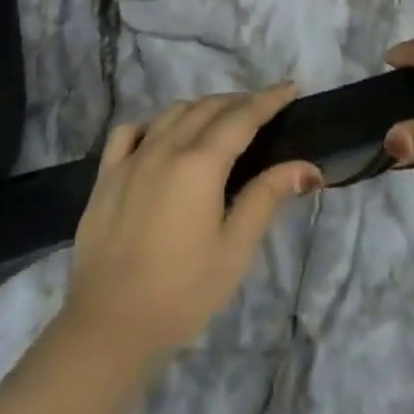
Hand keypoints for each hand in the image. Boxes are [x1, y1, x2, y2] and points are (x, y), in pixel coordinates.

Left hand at [64, 86, 321, 361]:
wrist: (108, 326)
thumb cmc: (181, 293)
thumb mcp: (234, 250)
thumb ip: (266, 198)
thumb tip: (306, 167)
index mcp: (200, 163)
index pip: (242, 117)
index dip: (268, 100)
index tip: (290, 87)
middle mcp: (166, 147)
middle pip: (208, 107)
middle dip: (239, 101)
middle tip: (262, 109)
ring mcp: (133, 157)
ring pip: (173, 112)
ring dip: (202, 107)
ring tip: (220, 119)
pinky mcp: (107, 174)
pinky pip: (131, 130)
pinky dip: (155, 122)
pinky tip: (163, 134)